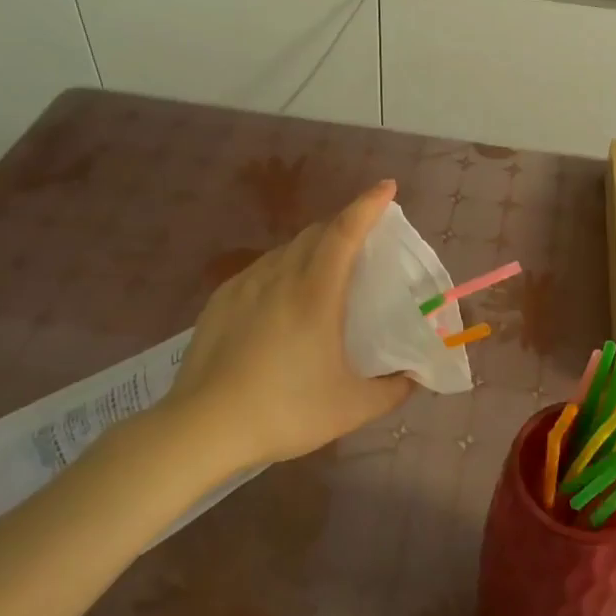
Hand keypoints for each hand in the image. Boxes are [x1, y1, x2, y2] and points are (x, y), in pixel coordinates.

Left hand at [158, 181, 412, 467]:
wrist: (203, 428)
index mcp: (315, 293)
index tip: (387, 187)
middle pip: (315, 233)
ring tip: (327, 270)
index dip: (368, 205)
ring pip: (286, 249)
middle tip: (365, 239)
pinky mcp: (220, 301)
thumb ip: (392, 390)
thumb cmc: (285, 411)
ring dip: (313, 247)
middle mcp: (279, 277)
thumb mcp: (352, 408)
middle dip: (344, 224)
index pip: (345, 232)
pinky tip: (283, 297)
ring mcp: (245, 286)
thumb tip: (413, 377)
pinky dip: (284, 267)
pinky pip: (261, 269)